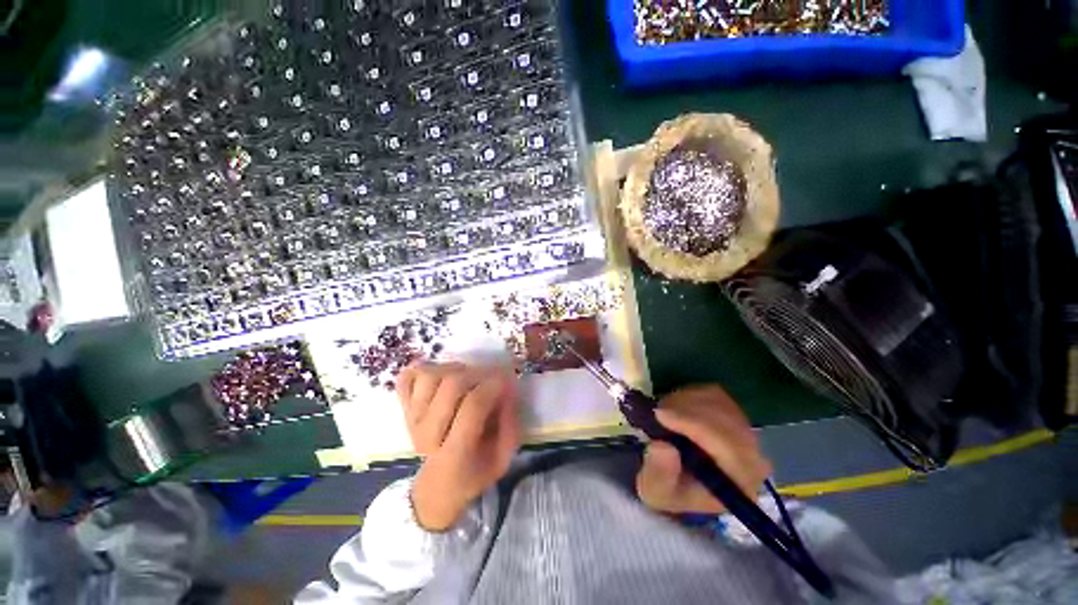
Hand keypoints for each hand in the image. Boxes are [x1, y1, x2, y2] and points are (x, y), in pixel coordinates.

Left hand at [395, 362, 519, 530]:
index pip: (473, 407)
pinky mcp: (404, 410)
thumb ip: (510, 424)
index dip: (493, 387)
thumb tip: (508, 389)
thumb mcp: (503, 458)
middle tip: (490, 377)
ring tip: (466, 377)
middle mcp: (428, 435)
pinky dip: (424, 369)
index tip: (507, 379)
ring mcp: (412, 420)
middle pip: (450, 386)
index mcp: (456, 455)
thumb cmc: (475, 472)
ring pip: (429, 376)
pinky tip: (442, 376)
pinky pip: (406, 378)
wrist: (438, 487)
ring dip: (453, 369)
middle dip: (478, 374)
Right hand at [636, 385, 771, 513]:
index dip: (693, 425)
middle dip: (686, 410)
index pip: (728, 447)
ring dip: (685, 401)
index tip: (660, 415)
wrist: (676, 478)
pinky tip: (676, 407)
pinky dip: (690, 394)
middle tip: (657, 411)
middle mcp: (753, 457)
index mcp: (740, 484)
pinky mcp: (734, 413)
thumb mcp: (655, 490)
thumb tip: (663, 447)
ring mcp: (745, 431)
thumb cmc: (668, 488)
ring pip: (718, 402)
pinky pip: (713, 393)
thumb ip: (659, 474)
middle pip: (726, 420)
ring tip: (664, 412)